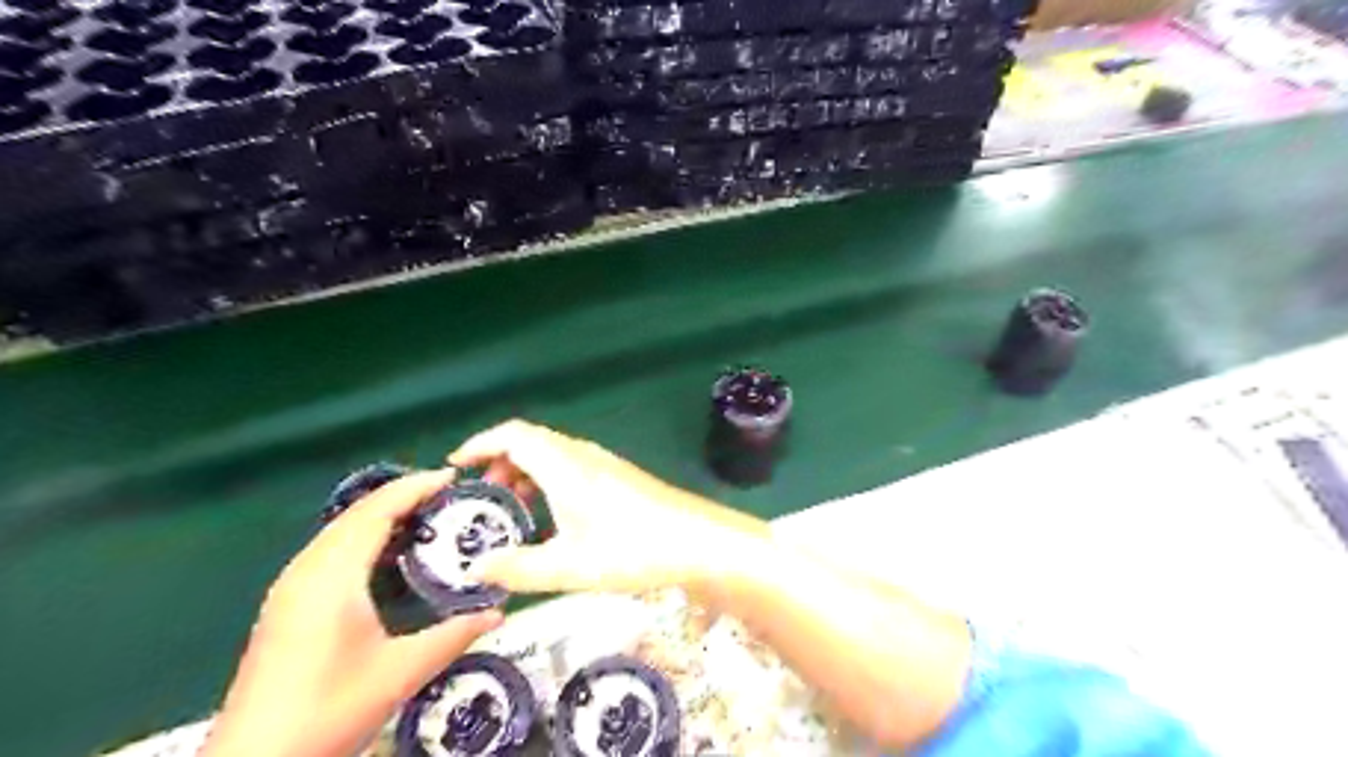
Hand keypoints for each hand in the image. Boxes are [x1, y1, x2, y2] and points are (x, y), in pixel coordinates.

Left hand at [204, 471, 504, 753]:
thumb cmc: (327, 711)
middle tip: (446, 495)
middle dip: (401, 495)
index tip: (452, 478)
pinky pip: (330, 550)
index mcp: (332, 577)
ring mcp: (290, 588)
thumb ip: (453, 636)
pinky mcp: (286, 604)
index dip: (414, 488)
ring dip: (381, 514)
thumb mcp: (400, 672)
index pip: (376, 512)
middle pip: (356, 514)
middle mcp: (306, 571)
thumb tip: (498, 612)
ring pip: (340, 531)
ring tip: (425, 515)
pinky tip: (386, 554)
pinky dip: (364, 536)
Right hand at [450, 418, 767, 592]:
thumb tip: (476, 570)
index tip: (456, 464)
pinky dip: (548, 479)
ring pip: (552, 454)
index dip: (480, 443)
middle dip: (499, 461)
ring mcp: (604, 463)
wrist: (695, 541)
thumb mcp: (568, 566)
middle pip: (531, 441)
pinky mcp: (618, 475)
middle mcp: (582, 455)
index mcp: (564, 465)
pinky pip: (570, 465)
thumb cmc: (631, 550)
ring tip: (512, 507)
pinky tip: (552, 514)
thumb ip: (518, 569)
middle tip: (482, 497)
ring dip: (526, 471)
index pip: (513, 435)